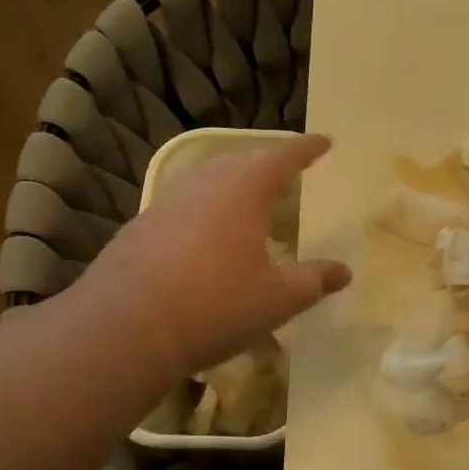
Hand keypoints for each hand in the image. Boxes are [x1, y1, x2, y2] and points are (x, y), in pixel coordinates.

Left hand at [69, 134, 351, 376]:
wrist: (125, 327)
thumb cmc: (215, 306)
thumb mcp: (277, 299)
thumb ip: (313, 281)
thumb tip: (344, 272)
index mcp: (243, 191)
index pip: (282, 157)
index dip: (306, 149)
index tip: (325, 142)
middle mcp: (204, 185)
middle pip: (241, 160)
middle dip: (267, 163)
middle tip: (286, 174)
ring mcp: (167, 203)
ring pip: (207, 179)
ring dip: (233, 182)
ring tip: (248, 200)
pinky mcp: (141, 226)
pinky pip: (184, 203)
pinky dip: (205, 207)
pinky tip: (205, 234)